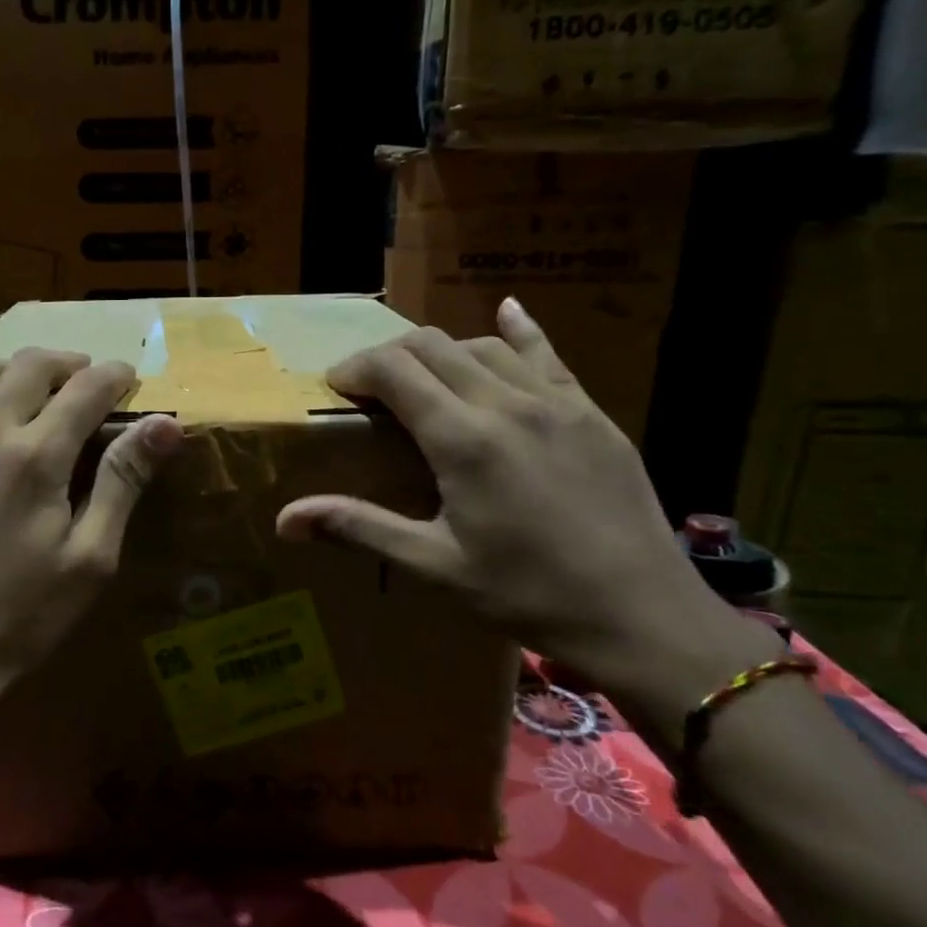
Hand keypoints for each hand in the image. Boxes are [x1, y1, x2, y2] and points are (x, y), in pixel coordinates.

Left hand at [0, 349, 182, 736]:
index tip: (127, 378)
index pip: (86, 389)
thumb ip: (123, 481)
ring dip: (7, 367)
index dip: (115, 376)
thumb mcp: (90, 558)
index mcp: (35, 457)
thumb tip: (166, 424)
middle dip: (67, 364)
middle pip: (30, 366)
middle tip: (83, 381)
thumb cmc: (20, 617)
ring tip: (24, 385)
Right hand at [276, 300, 724, 694]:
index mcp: (462, 439)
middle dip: (389, 356)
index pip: (394, 370)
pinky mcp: (591, 412)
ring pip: (482, 346)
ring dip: (441, 352)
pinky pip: (547, 354)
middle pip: (432, 346)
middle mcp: (505, 403)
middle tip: (369, 388)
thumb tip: (284, 519)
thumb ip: (359, 526)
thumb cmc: (527, 595)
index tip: (336, 388)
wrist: (642, 615)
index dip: (356, 369)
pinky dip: (518, 331)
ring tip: (423, 379)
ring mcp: (555, 402)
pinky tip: (507, 312)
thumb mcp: (434, 565)